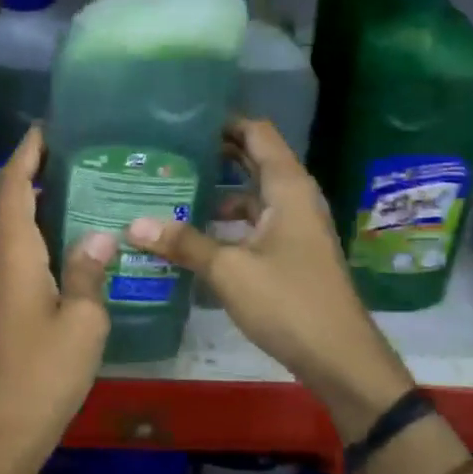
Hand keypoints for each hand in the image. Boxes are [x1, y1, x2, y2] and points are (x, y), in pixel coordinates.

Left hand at [0, 127, 112, 456]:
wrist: (8, 426)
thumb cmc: (48, 372)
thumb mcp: (84, 321)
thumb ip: (89, 272)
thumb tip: (99, 236)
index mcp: (16, 257)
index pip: (12, 189)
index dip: (24, 154)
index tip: (45, 129)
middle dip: (21, 168)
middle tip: (59, 150)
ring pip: (4, 224)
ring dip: (24, 196)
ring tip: (66, 182)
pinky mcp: (0, 304)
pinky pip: (12, 248)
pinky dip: (29, 225)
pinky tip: (61, 234)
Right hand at [126, 119, 414, 438]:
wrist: (338, 356)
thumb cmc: (288, 301)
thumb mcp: (229, 270)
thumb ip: (183, 243)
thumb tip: (134, 224)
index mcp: (288, 187)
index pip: (257, 133)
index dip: (224, 120)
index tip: (183, 117)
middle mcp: (294, 198)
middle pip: (253, 161)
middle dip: (214, 153)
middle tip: (167, 150)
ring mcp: (294, 227)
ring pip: (251, 196)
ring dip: (217, 191)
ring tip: (170, 189)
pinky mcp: (290, 253)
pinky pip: (253, 223)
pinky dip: (226, 222)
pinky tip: (192, 234)